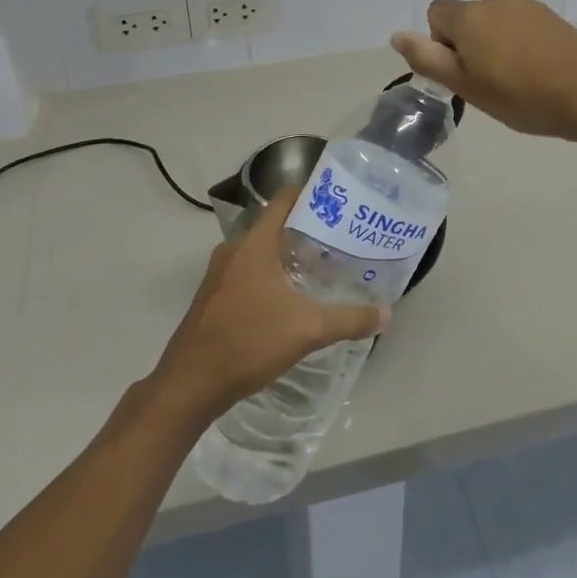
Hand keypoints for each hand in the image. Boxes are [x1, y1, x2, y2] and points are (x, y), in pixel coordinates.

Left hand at [150, 189, 387, 423]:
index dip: (311, 194)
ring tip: (322, 266)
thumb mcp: (307, 330)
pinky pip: (248, 271)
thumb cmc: (248, 342)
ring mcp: (219, 274)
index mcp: (254, 244)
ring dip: (287, 254)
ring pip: (260, 251)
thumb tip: (386, 313)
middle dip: (306, 229)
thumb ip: (349, 319)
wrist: (190, 384)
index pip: (284, 200)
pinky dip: (270, 274)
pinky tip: (290, 297)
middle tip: (340, 238)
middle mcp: (234, 250)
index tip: (339, 202)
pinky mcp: (213, 296)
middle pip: (274, 225)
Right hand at [391, 0, 576, 142]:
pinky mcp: (553, 17)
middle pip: (467, 17)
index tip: (463, 71)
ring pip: (495, 22)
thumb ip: (427, 58)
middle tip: (489, 83)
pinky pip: (520, 26)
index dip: (441, 43)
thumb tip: (396, 35)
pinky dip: (520, 45)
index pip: (436, 13)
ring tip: (517, 81)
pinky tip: (538, 73)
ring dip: (495, 45)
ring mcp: (529, 6)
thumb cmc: (521, 96)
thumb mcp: (466, 85)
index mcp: (471, 15)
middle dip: (470, 45)